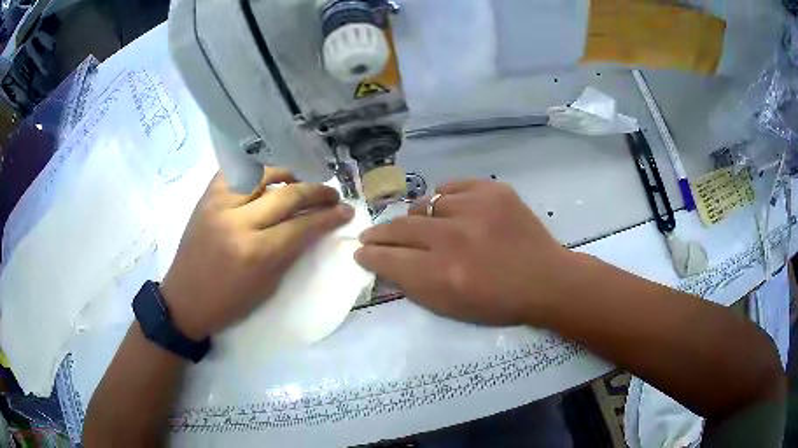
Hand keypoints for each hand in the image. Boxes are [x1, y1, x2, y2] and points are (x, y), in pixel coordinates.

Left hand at [161, 169, 353, 339]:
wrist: (184, 300)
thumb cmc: (228, 303)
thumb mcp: (267, 286)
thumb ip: (291, 252)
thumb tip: (313, 227)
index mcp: (256, 253)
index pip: (302, 225)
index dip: (329, 217)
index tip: (346, 211)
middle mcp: (238, 221)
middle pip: (287, 194)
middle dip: (317, 192)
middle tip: (332, 195)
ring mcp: (219, 204)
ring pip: (262, 172)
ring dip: (287, 174)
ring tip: (298, 182)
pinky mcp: (206, 197)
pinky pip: (236, 171)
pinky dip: (255, 171)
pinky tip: (265, 179)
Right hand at [356, 180, 572, 326]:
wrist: (545, 280)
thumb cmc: (498, 303)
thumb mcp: (450, 308)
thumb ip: (413, 284)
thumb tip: (386, 260)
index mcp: (442, 275)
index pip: (388, 259)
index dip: (369, 255)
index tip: (361, 251)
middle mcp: (454, 239)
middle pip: (399, 228)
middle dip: (379, 234)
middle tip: (371, 235)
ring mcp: (476, 209)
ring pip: (425, 205)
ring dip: (420, 219)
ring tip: (428, 228)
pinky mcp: (494, 191)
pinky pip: (452, 187)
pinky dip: (446, 199)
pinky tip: (453, 211)